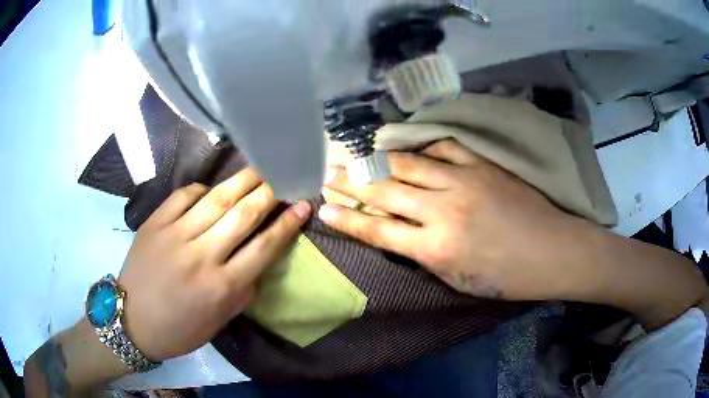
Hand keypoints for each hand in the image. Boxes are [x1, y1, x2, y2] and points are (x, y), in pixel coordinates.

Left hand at [118, 169, 310, 360]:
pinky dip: (202, 189)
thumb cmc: (179, 329)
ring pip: (215, 199)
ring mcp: (175, 235)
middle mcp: (202, 256)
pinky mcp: (155, 224)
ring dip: (242, 181)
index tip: (303, 205)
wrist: (131, 321)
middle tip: (283, 177)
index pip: (264, 247)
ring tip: (259, 168)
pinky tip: (211, 189)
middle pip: (243, 215)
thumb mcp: (218, 322)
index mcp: (221, 286)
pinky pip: (183, 196)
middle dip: (269, 193)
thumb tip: (257, 262)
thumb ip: (242, 292)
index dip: (287, 223)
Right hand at [319, 138, 589, 300]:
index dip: (347, 219)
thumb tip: (401, 236)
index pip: (377, 229)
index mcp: (435, 248)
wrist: (552, 251)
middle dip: (351, 184)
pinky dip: (421, 150)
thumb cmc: (507, 276)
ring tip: (356, 157)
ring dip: (377, 162)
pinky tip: (409, 152)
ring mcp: (463, 181)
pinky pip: (442, 149)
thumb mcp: (458, 280)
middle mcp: (442, 210)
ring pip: (407, 165)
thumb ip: (426, 256)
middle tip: (328, 175)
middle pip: (384, 191)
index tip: (324, 209)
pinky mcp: (481, 164)